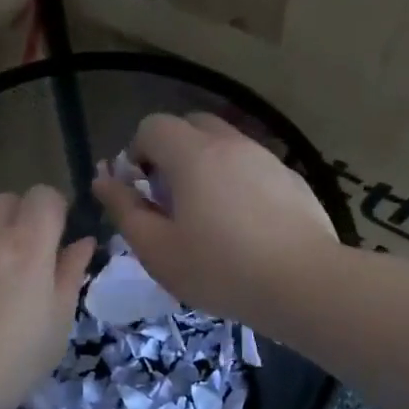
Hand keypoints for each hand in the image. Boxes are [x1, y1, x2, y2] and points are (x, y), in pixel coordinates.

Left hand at [0, 186, 94, 408]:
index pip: (44, 195)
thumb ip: (70, 278)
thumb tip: (81, 244)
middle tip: (27, 267)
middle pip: (6, 201)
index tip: (58, 243)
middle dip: (21, 221)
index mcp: (25, 246)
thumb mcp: (55, 329)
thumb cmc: (5, 365)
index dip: (55, 212)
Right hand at [92, 112, 337, 325]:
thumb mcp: (158, 249)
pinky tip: (246, 226)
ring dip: (206, 166)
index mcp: (193, 154)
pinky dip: (238, 181)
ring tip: (209, 216)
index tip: (142, 192)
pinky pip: (253, 166)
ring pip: (225, 144)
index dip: (137, 153)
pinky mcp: (292, 179)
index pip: (153, 126)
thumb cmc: (220, 269)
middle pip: (190, 125)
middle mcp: (231, 144)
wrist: (304, 283)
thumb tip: (103, 179)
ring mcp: (267, 158)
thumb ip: (125, 209)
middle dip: (172, 153)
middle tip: (171, 200)